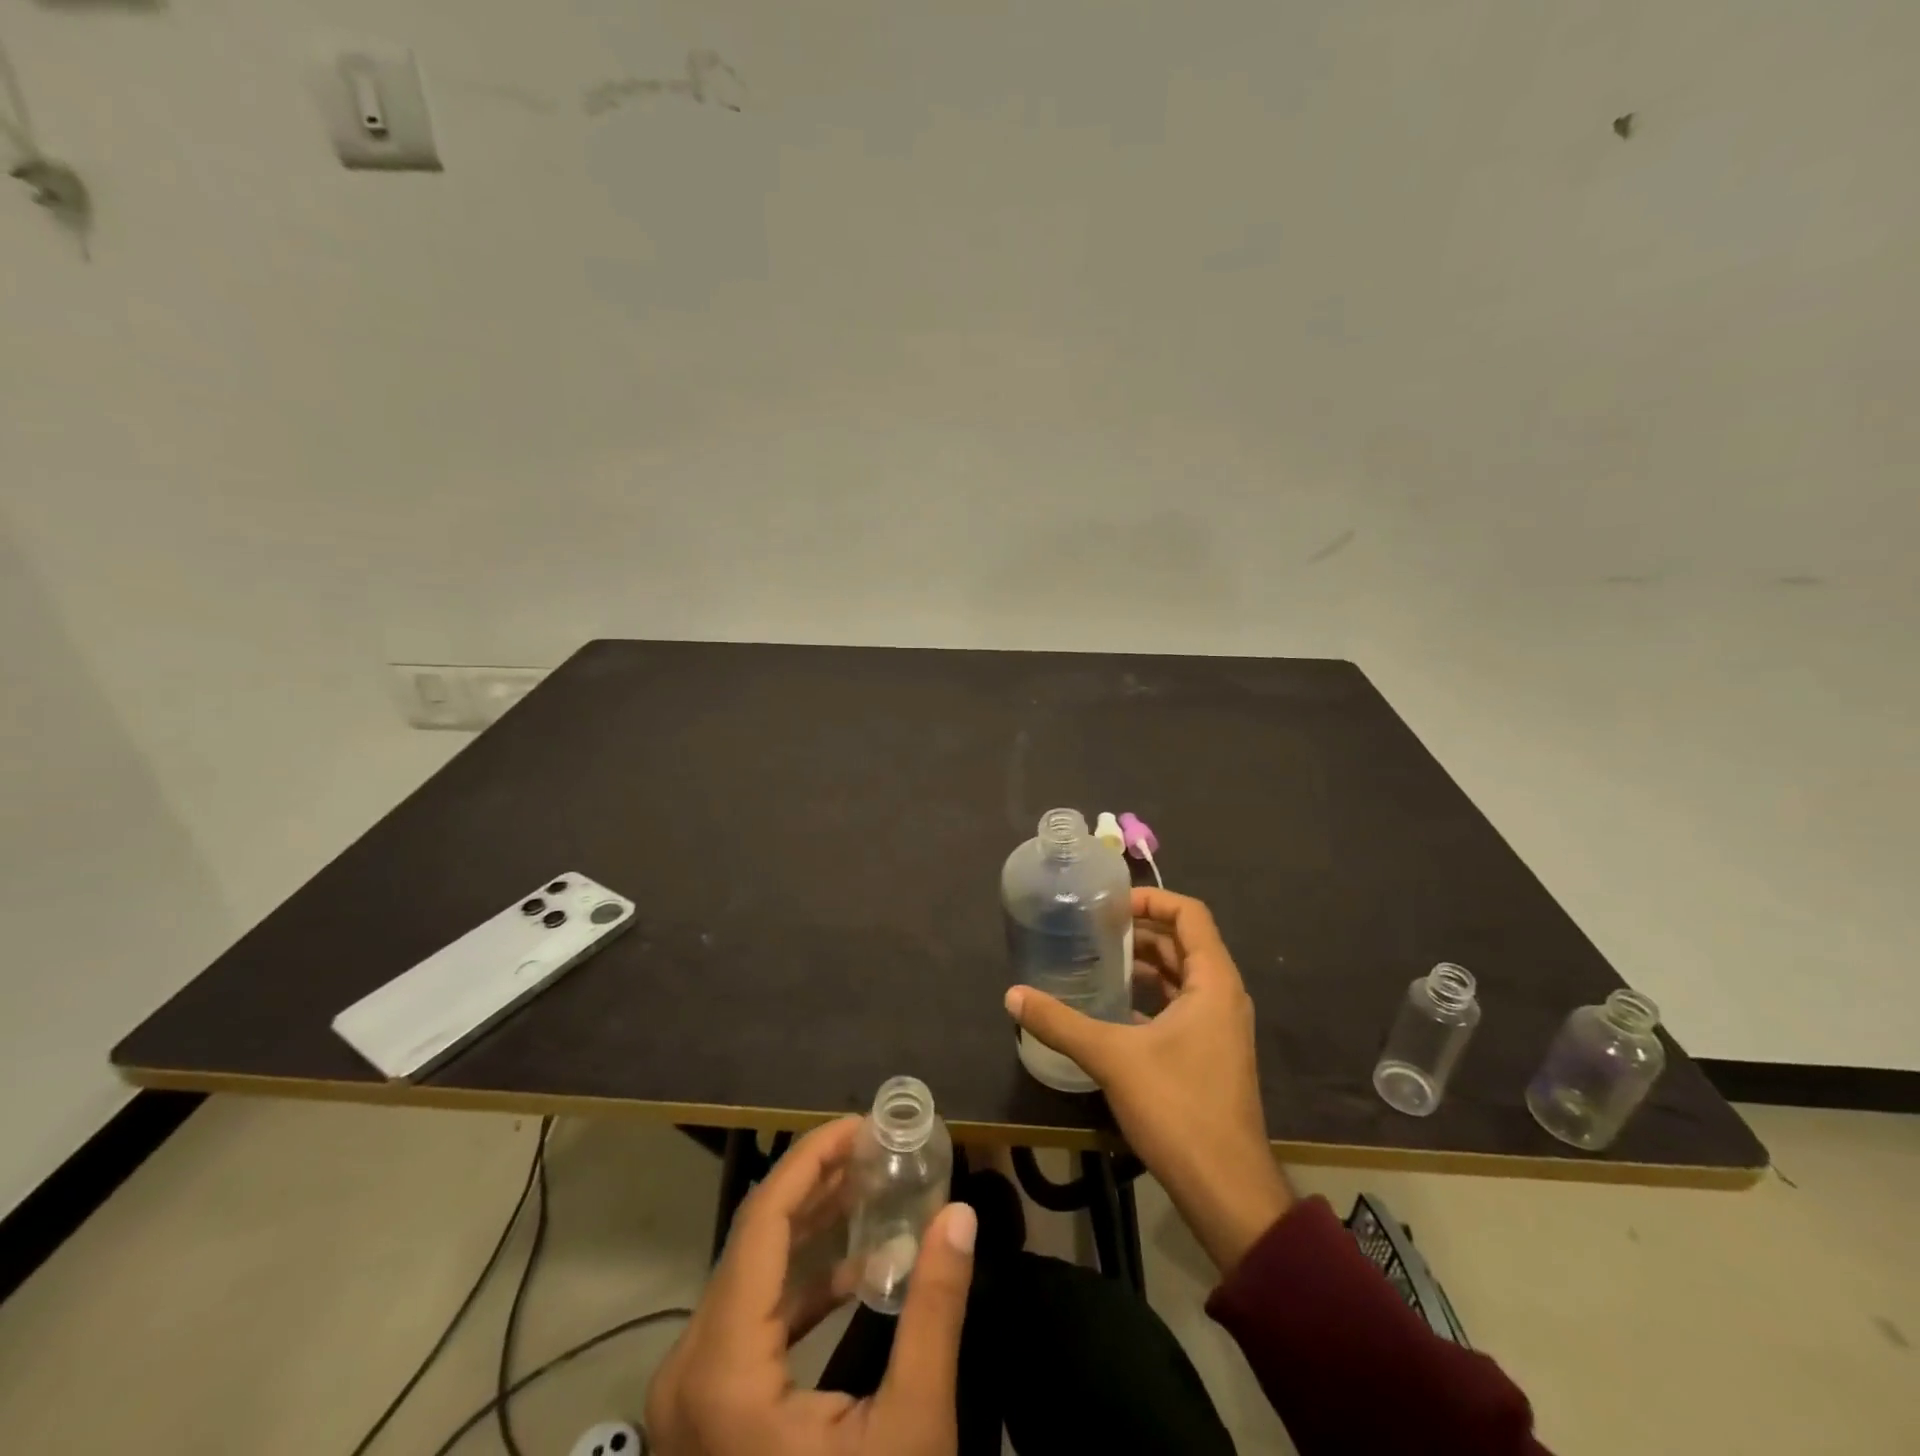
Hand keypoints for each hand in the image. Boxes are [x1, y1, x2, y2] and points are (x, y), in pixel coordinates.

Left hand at [647, 1117, 977, 1455]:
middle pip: (754, 1240)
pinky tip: (853, 1273)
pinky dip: (799, 1284)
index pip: (764, 1221)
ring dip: (811, 1229)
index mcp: (722, 1368)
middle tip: (876, 1148)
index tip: (861, 1124)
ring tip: (870, 1190)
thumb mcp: (910, 1433)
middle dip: (818, 1184)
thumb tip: (959, 1214)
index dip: (812, 1158)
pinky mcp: (704, 1415)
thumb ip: (935, 1311)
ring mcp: (688, 1396)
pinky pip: (748, 1319)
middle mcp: (688, 1368)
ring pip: (750, 1275)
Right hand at [1005, 887, 1291, 1274]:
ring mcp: (1219, 1027)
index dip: (1151, 898)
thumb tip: (1012, 995)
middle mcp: (1222, 995)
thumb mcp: (1112, 1058)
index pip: (1189, 914)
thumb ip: (1060, 1023)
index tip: (1109, 904)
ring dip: (1143, 963)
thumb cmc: (1178, 1109)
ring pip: (1180, 976)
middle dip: (1140, 929)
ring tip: (1096, 960)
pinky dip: (1148, 996)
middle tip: (1092, 928)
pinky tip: (1111, 1007)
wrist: (1226, 1190)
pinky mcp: (1210, 1054)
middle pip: (1183, 942)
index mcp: (1213, 982)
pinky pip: (1179, 1005)